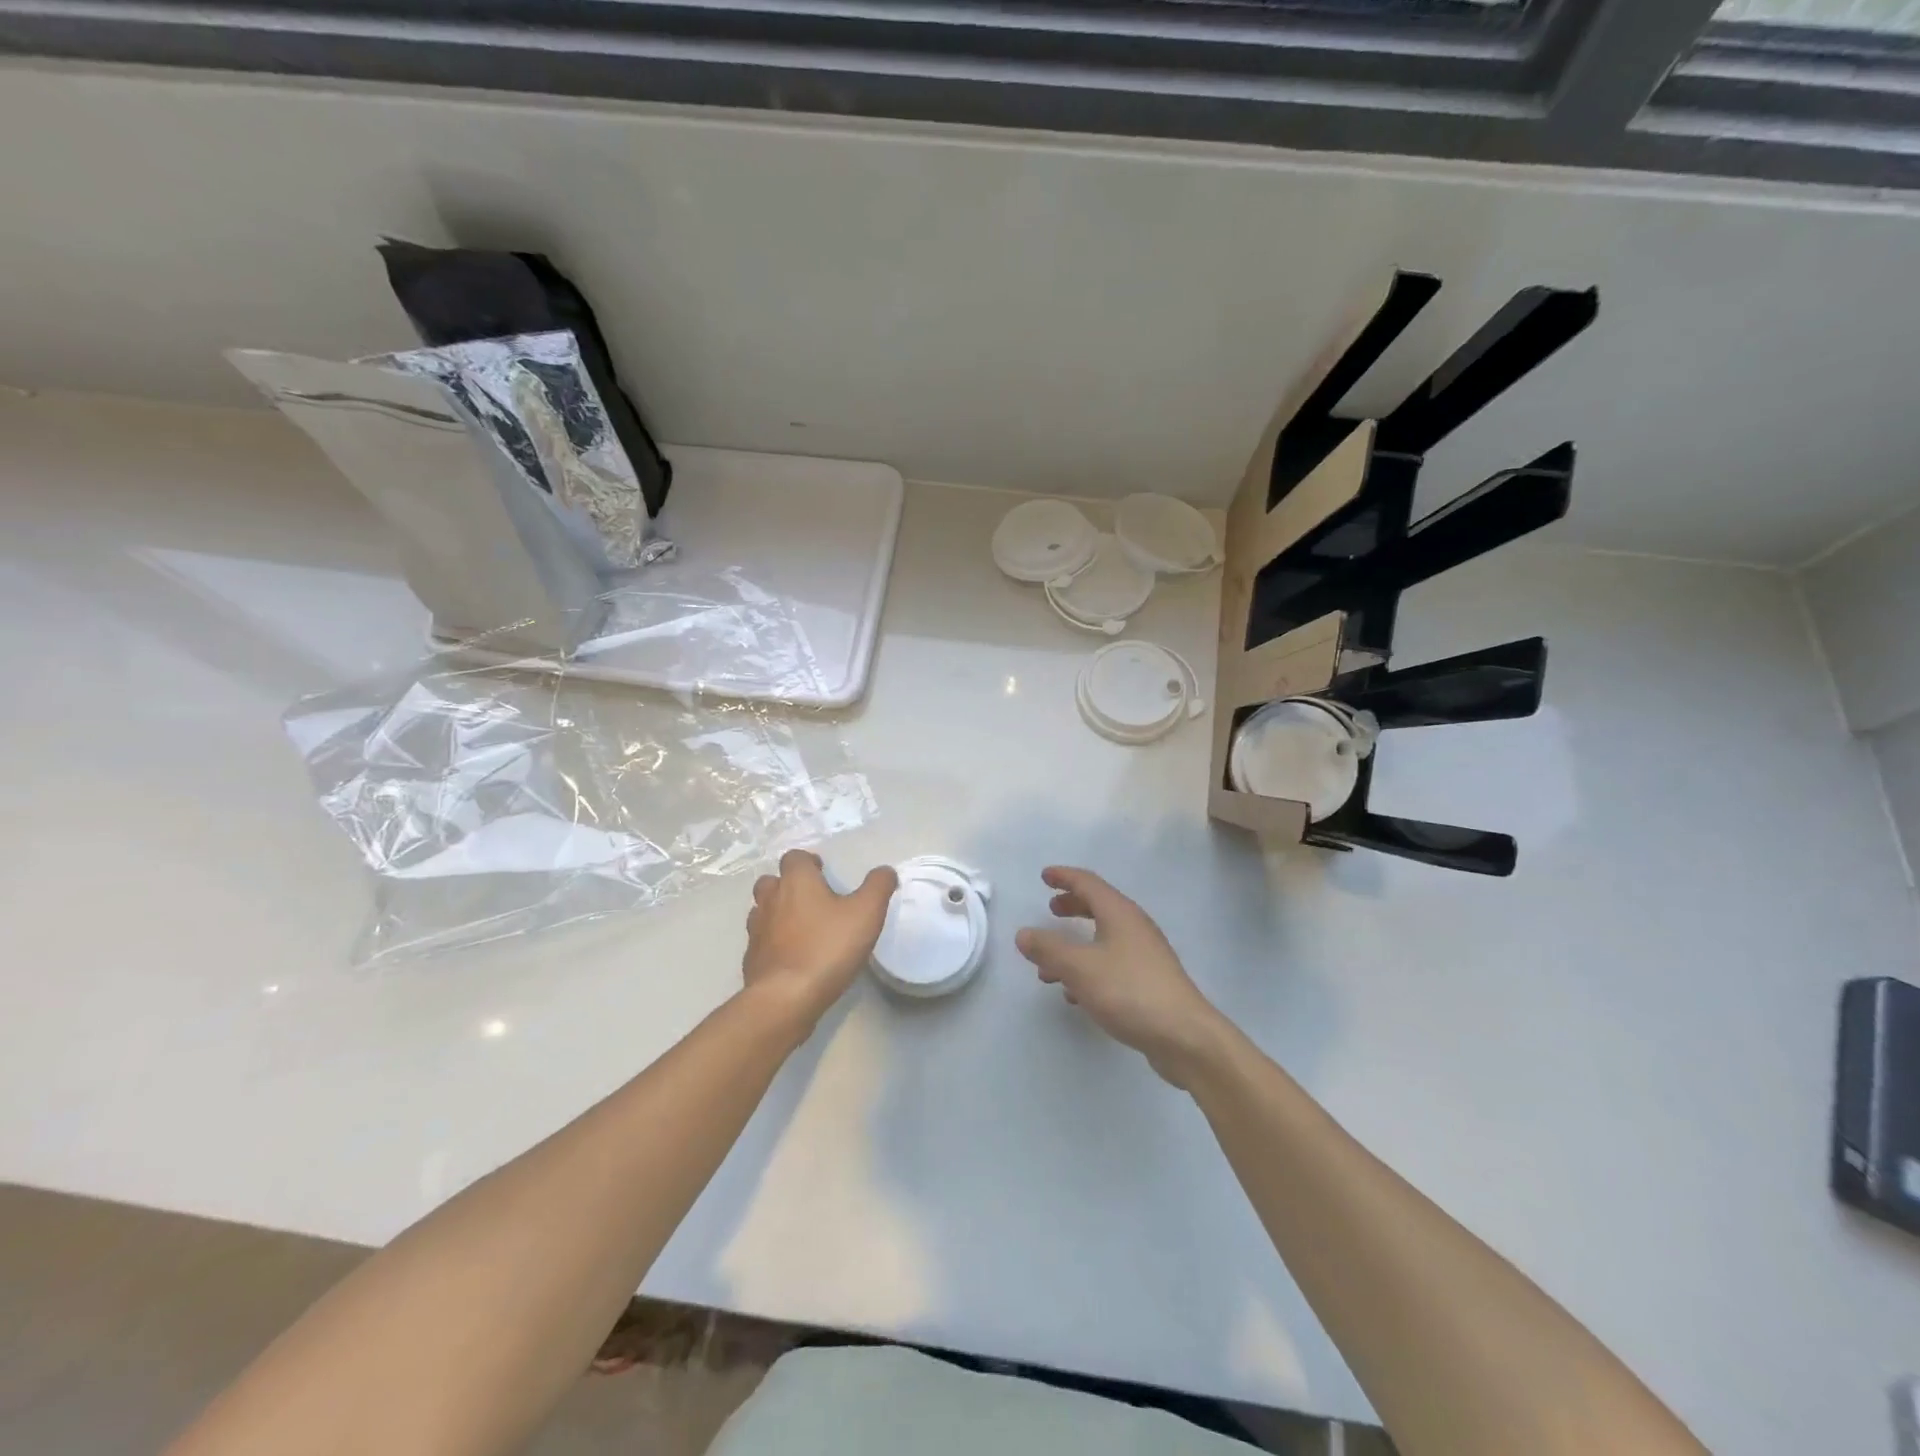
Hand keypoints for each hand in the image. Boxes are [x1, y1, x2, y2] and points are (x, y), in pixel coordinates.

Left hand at [743, 850, 897, 1033]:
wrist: (785, 998)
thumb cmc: (827, 947)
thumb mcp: (867, 913)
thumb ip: (878, 887)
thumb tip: (885, 871)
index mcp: (796, 882)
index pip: (794, 857)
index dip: (808, 862)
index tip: (824, 873)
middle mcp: (771, 900)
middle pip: (771, 881)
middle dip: (787, 884)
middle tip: (811, 898)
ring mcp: (757, 930)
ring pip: (762, 910)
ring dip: (777, 912)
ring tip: (800, 926)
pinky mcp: (751, 959)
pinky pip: (760, 941)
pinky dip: (772, 942)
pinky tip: (791, 956)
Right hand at [1016, 866, 1227, 1087]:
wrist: (1185, 1037)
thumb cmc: (1129, 991)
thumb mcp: (1079, 968)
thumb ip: (1048, 949)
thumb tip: (1023, 933)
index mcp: (1120, 914)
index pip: (1089, 883)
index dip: (1065, 877)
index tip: (1044, 876)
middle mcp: (1135, 928)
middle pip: (1099, 907)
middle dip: (1073, 906)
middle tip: (1051, 910)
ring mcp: (1145, 955)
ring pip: (1104, 939)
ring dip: (1076, 944)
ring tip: (1049, 964)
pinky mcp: (1149, 982)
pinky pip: (1112, 964)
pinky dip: (1089, 968)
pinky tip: (1075, 993)